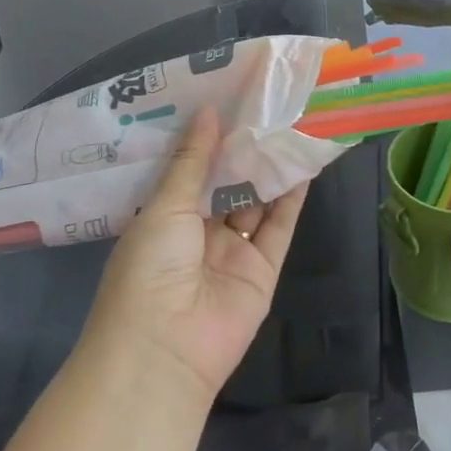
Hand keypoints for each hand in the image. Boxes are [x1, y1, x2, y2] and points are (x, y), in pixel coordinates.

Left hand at [83, 108, 307, 403]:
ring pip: (256, 203)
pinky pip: (279, 227)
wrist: (165, 348)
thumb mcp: (164, 207)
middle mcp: (199, 234)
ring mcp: (233, 252)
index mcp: (165, 220)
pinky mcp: (263, 269)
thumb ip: (192, 161)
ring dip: (269, 170)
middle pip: (226, 185)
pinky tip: (301, 164)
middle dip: (242, 151)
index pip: (191, 172)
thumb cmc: (149, 269)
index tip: (227, 102)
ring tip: (288, 126)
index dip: (208, 140)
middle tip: (264, 107)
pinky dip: (291, 198)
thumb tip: (208, 112)